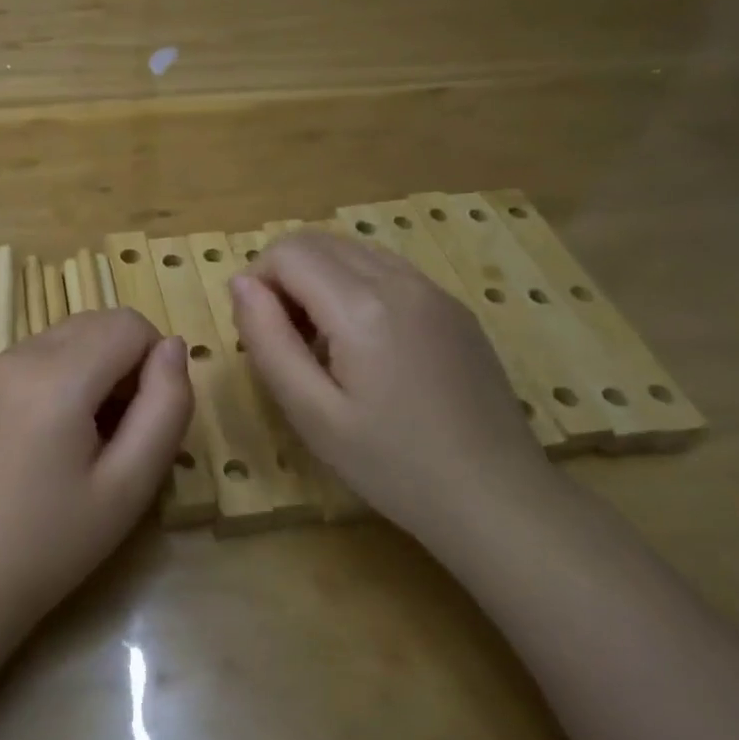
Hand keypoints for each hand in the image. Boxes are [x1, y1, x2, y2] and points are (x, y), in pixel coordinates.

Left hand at [0, 310, 191, 638]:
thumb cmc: (53, 544)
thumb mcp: (130, 485)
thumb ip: (165, 407)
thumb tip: (172, 347)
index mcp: (55, 377)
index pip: (128, 323)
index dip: (153, 362)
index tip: (145, 417)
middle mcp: (15, 356)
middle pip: (94, 322)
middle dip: (122, 361)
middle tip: (119, 430)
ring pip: (61, 337)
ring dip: (88, 367)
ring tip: (81, 437)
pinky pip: (28, 357)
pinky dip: (53, 377)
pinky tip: (42, 439)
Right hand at [230, 231, 550, 535]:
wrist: (498, 498)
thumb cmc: (393, 465)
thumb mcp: (312, 413)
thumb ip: (267, 339)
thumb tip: (240, 283)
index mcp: (362, 306)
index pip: (287, 252)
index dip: (257, 280)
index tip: (258, 330)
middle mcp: (399, 280)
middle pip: (318, 240)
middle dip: (284, 274)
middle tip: (285, 338)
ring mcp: (433, 290)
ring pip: (353, 250)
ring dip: (319, 277)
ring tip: (321, 342)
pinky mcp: (453, 307)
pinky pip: (387, 270)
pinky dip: (355, 285)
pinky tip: (363, 343)